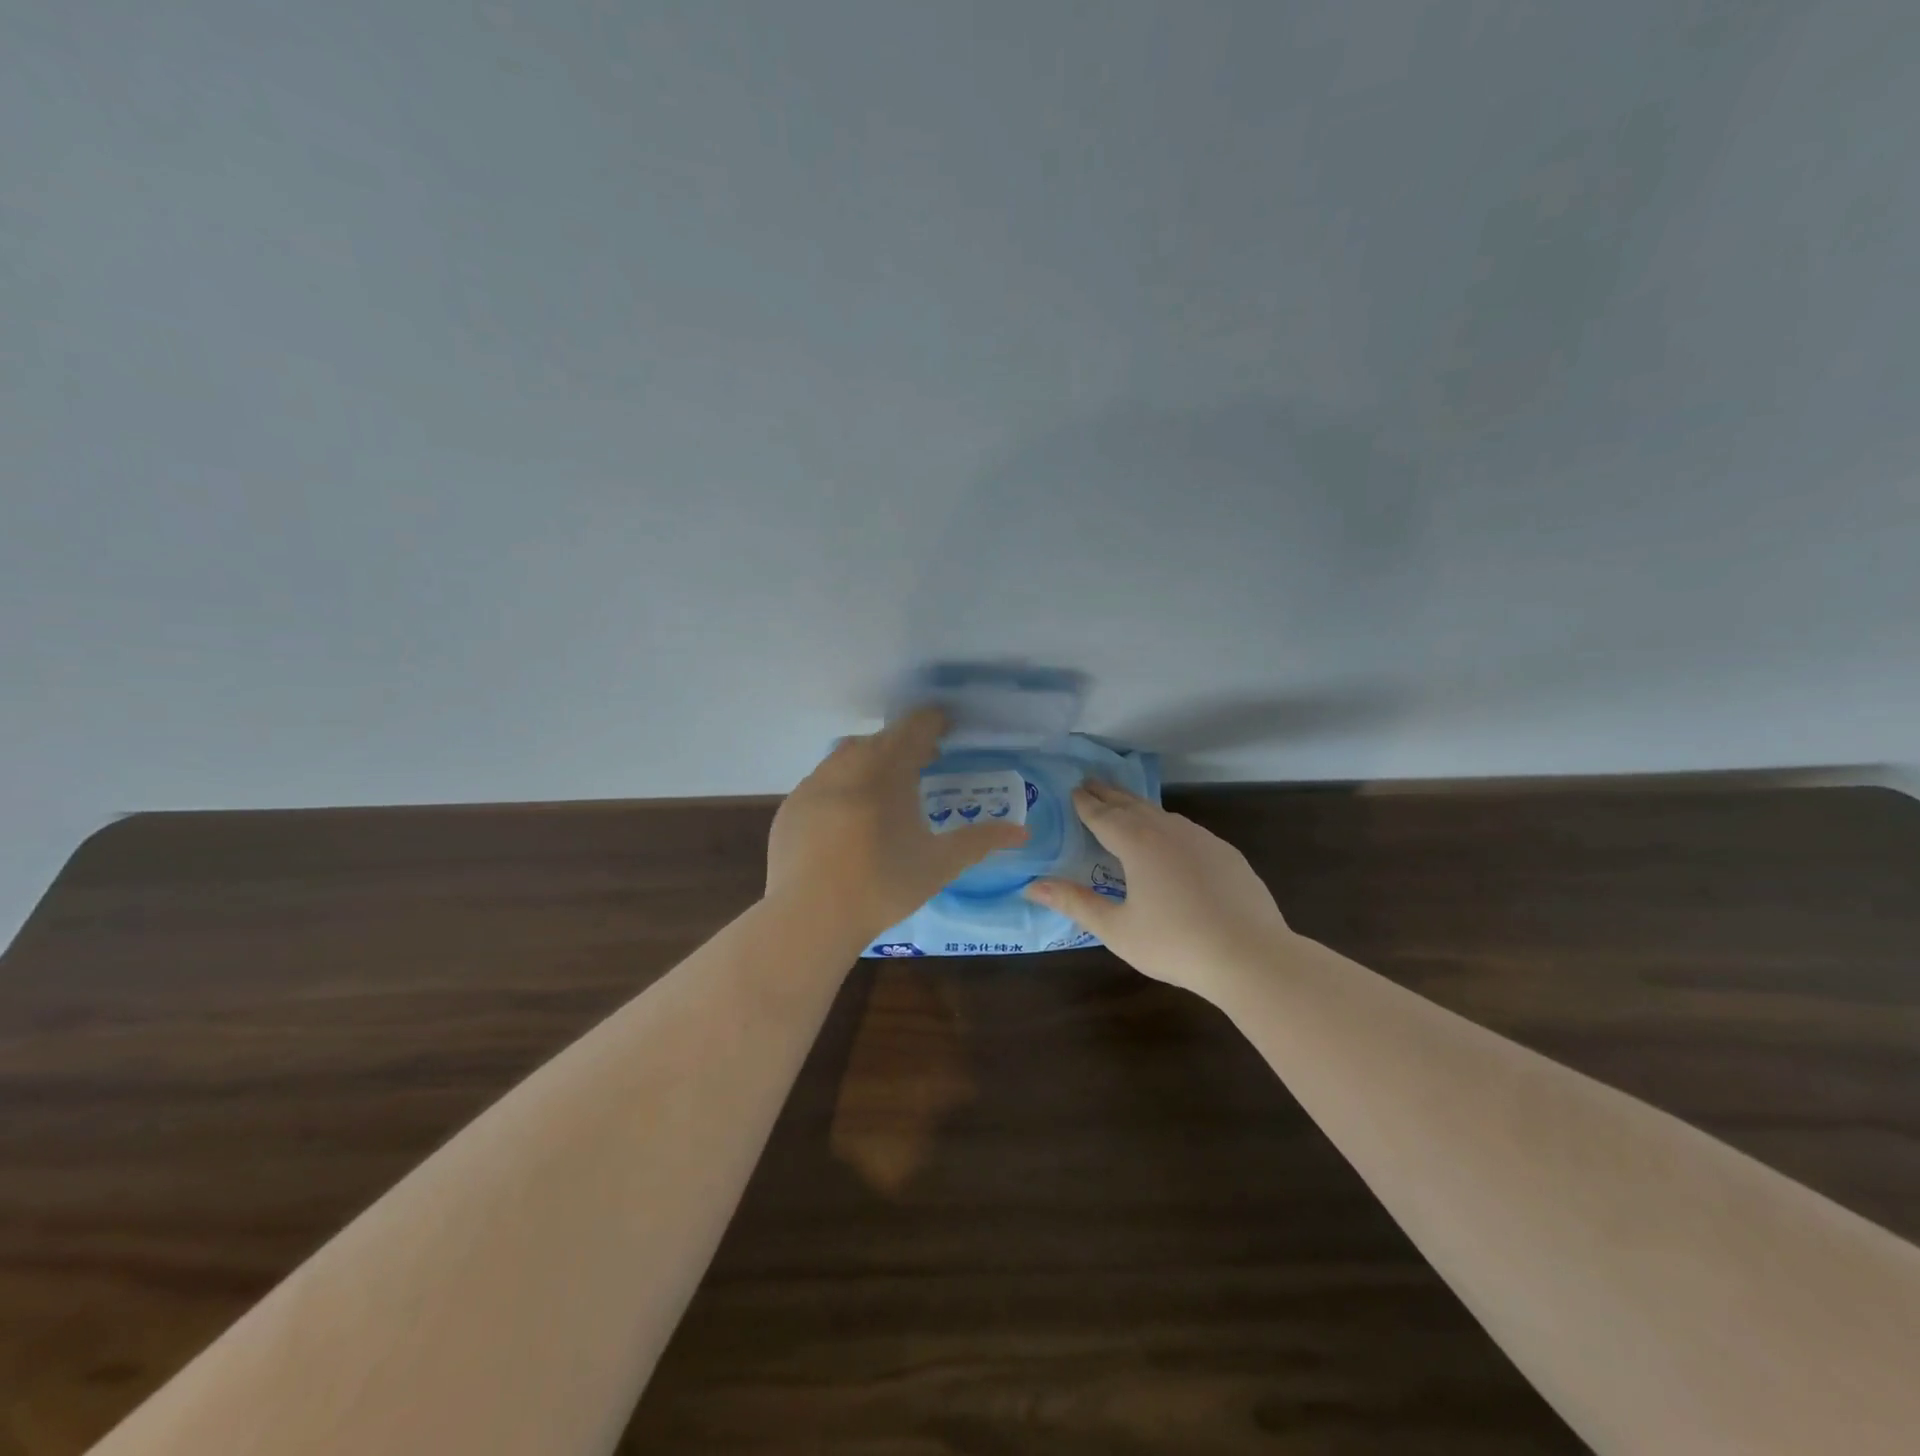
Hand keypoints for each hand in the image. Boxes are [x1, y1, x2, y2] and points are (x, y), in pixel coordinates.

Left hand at [766, 707, 1028, 943]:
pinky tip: (846, 821)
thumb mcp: (940, 863)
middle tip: (923, 765)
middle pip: (880, 740)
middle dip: (904, 746)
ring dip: (870, 764)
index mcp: (887, 768)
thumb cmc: (884, 885)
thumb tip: (1021, 832)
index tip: (946, 729)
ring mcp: (813, 784)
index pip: (915, 726)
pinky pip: (822, 784)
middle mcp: (847, 764)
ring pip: (846, 758)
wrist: (811, 917)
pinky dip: (840, 789)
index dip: (934, 722)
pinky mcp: (790, 807)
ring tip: (884, 792)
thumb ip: (980, 841)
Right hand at [1024, 779, 1292, 994]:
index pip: (1103, 815)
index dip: (1086, 803)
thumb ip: (1075, 903)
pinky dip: (1166, 824)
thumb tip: (1032, 885)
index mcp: (1137, 843)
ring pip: (1160, 814)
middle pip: (1131, 805)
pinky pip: (1185, 829)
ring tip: (1123, 805)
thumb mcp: (1116, 929)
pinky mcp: (1225, 853)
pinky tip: (1168, 838)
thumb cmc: (1175, 943)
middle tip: (1091, 782)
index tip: (1074, 790)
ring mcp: (1201, 838)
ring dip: (1137, 806)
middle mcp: (1168, 830)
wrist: (1251, 956)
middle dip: (1108, 794)